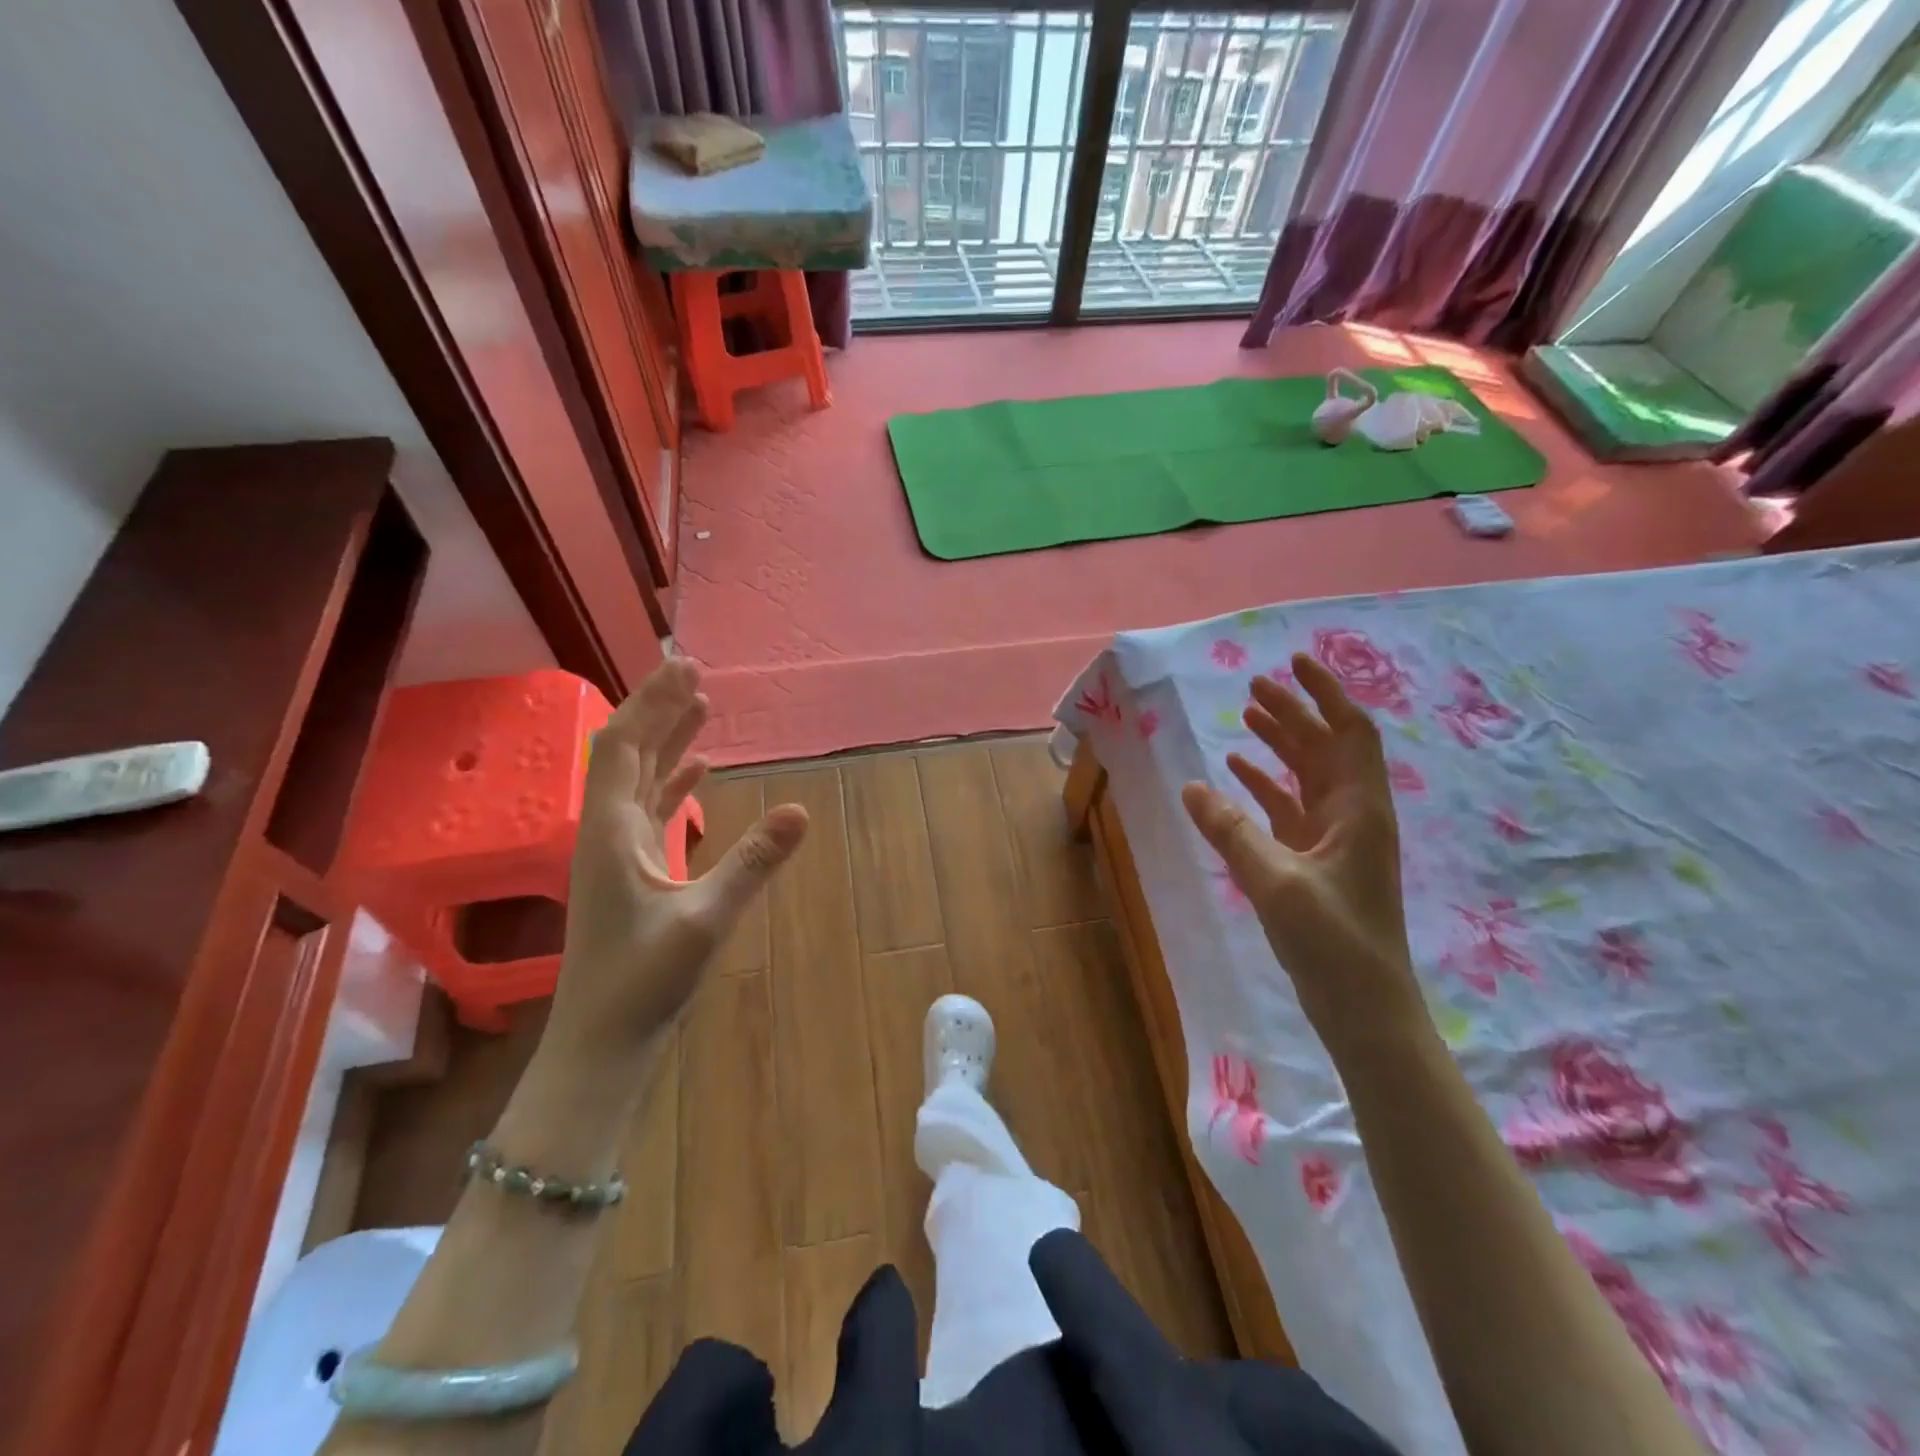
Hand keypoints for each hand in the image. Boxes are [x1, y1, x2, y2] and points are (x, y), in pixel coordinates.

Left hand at [547, 659, 807, 1063]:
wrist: (601, 1044)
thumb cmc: (642, 984)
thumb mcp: (705, 920)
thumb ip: (753, 862)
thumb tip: (801, 810)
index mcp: (610, 831)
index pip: (625, 746)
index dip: (652, 702)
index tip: (685, 666)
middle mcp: (605, 830)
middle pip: (627, 752)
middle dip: (658, 708)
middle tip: (694, 670)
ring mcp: (615, 851)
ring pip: (639, 778)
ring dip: (666, 739)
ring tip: (699, 705)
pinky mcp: (629, 871)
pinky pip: (649, 809)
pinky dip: (672, 781)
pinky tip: (699, 769)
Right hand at [1181, 653, 1427, 1055]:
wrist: (1364, 1009)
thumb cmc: (1333, 942)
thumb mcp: (1276, 881)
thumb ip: (1232, 831)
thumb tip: (1190, 786)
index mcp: (1359, 809)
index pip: (1350, 732)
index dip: (1326, 693)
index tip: (1294, 662)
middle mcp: (1351, 815)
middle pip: (1325, 748)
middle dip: (1294, 713)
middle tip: (1253, 686)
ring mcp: (1333, 840)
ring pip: (1307, 776)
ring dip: (1280, 745)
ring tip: (1246, 716)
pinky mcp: (1314, 863)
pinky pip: (1288, 810)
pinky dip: (1265, 787)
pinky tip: (1236, 775)